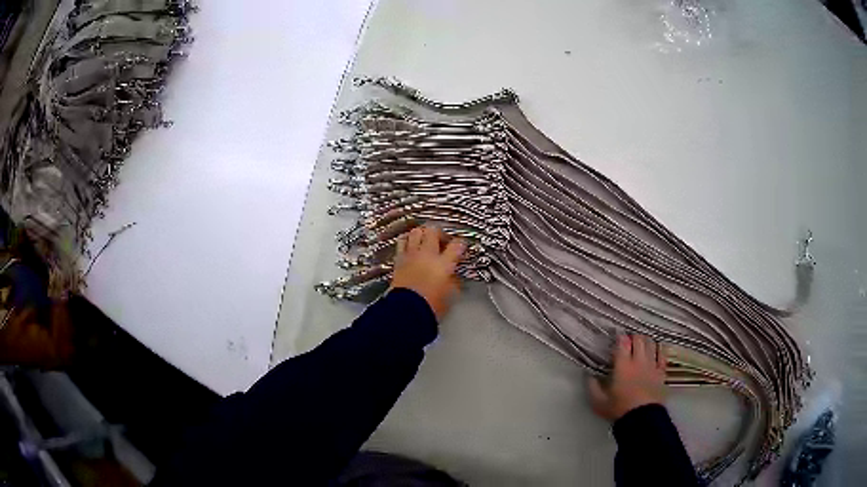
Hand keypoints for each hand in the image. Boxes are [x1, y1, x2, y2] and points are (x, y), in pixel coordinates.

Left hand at [390, 226, 465, 319]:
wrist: (406, 310)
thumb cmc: (431, 305)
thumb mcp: (450, 295)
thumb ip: (453, 281)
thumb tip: (453, 275)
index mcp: (443, 263)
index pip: (457, 245)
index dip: (461, 244)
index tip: (462, 247)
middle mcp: (427, 254)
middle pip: (433, 231)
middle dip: (439, 234)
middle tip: (442, 242)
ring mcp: (411, 255)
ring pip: (416, 232)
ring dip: (422, 234)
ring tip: (424, 240)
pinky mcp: (398, 260)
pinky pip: (402, 243)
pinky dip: (407, 241)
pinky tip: (410, 246)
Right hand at [588, 334, 666, 421]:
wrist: (642, 418)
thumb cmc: (619, 409)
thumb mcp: (598, 402)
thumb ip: (592, 387)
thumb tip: (588, 375)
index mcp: (623, 366)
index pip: (623, 343)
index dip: (620, 336)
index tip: (616, 336)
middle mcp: (638, 361)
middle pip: (638, 339)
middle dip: (633, 337)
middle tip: (628, 340)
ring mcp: (652, 366)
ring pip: (651, 344)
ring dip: (646, 341)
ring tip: (641, 343)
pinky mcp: (661, 373)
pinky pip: (662, 355)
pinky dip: (658, 350)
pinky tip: (656, 350)